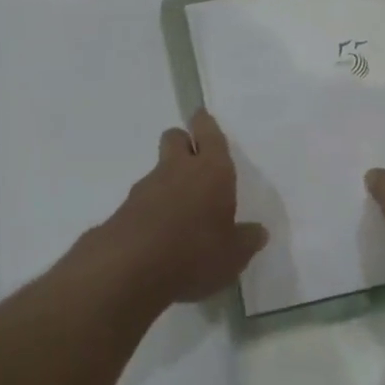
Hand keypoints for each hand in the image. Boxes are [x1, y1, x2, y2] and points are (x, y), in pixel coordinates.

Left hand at [96, 110, 266, 304]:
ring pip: (159, 168)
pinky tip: (162, 233)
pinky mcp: (126, 207)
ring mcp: (148, 186)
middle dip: (184, 142)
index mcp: (212, 170)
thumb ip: (247, 240)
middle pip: (175, 137)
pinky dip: (154, 207)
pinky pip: (145, 198)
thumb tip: (258, 231)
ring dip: (169, 179)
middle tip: (195, 161)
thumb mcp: (233, 255)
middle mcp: (179, 169)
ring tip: (183, 211)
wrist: (129, 267)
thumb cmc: (194, 252)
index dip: (205, 123)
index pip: (208, 132)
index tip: (201, 116)